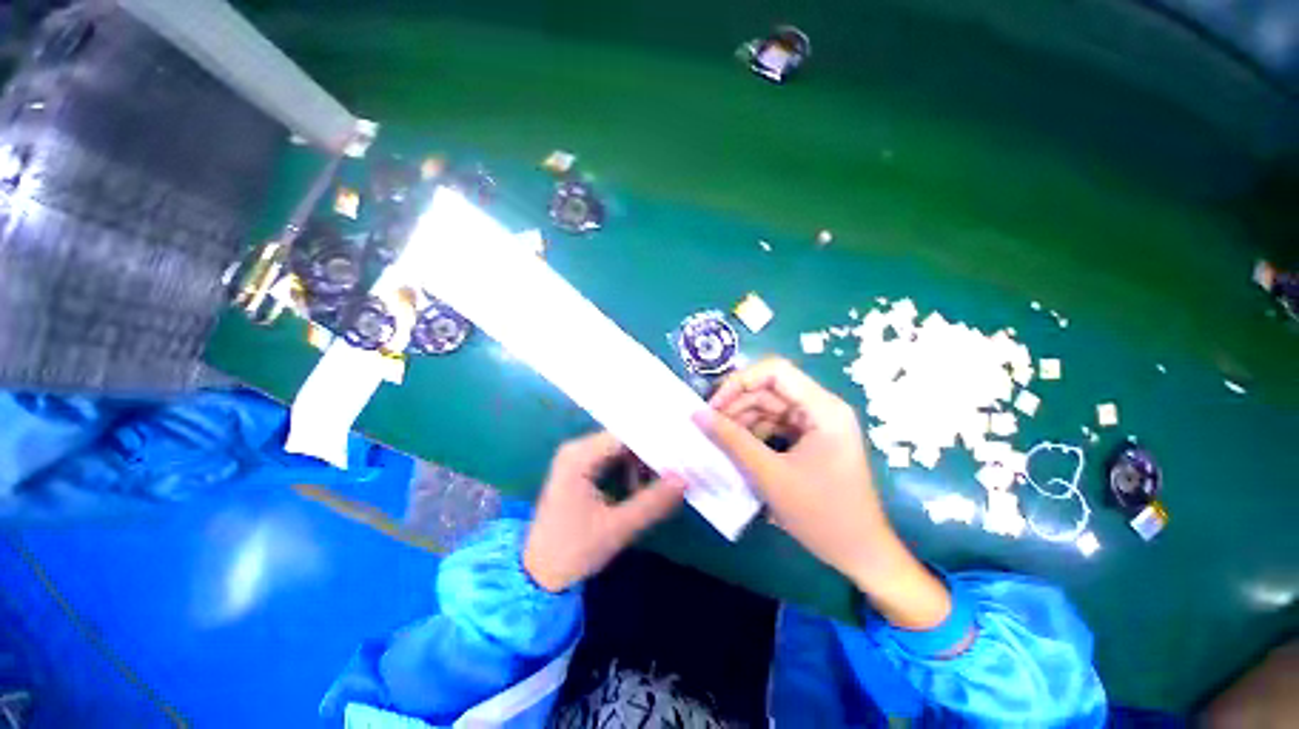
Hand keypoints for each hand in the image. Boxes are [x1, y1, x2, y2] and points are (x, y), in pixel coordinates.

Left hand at [523, 431, 685, 592]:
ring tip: (657, 486)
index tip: (681, 452)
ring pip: (620, 450)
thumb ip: (652, 502)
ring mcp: (578, 458)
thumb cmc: (572, 551)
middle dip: (650, 454)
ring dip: (641, 464)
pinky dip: (630, 470)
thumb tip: (685, 479)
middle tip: (677, 469)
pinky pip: (613, 460)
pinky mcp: (581, 469)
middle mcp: (577, 449)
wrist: (538, 576)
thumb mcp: (617, 528)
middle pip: (623, 440)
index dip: (654, 441)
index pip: (625, 436)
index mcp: (579, 456)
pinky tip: (640, 489)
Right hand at [696, 358, 950, 629]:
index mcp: (822, 408)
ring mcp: (817, 424)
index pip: (775, 371)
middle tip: (709, 426)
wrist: (860, 554)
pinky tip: (737, 448)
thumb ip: (731, 440)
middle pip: (769, 389)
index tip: (713, 405)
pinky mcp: (811, 440)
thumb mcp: (770, 475)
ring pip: (769, 407)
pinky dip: (754, 433)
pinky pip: (775, 425)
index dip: (739, 381)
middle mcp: (821, 408)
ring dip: (742, 420)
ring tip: (719, 440)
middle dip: (737, 404)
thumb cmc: (821, 514)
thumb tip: (697, 414)